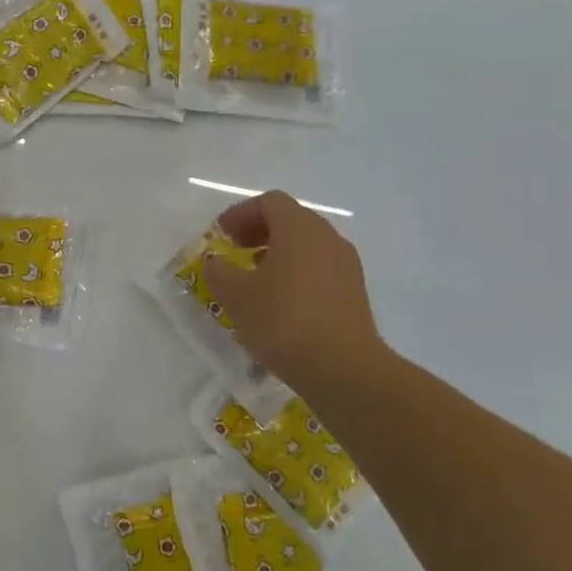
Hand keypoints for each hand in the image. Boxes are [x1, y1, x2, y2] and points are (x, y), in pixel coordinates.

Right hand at [202, 191, 389, 390]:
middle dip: (259, 232)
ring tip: (255, 281)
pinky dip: (296, 274)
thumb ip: (219, 271)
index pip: (269, 202)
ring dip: (278, 254)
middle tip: (235, 253)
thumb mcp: (235, 295)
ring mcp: (346, 265)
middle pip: (291, 220)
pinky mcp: (354, 292)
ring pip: (307, 246)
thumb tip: (217, 263)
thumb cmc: (283, 321)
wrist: (342, 368)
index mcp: (299, 228)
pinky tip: (280, 304)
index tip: (221, 236)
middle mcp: (327, 238)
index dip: (241, 214)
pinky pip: (320, 269)